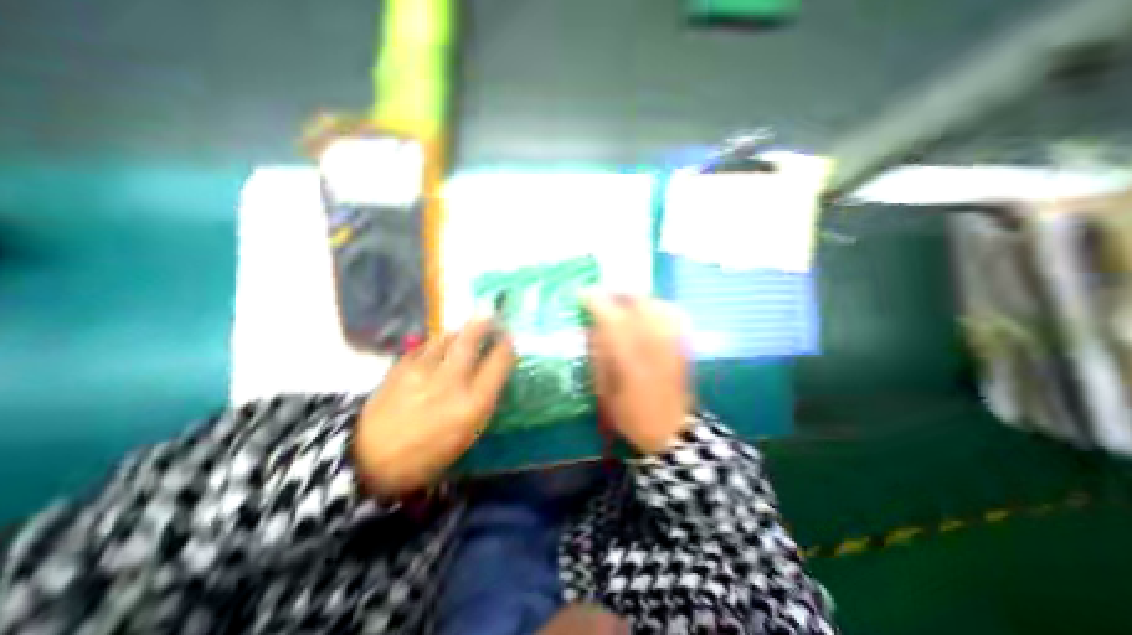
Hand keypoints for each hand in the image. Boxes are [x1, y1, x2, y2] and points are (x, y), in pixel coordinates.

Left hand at [353, 318, 514, 495]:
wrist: (370, 459)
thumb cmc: (428, 453)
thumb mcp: (467, 433)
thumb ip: (483, 399)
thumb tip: (492, 370)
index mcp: (472, 404)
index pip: (498, 363)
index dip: (506, 346)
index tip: (509, 338)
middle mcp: (450, 381)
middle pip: (471, 340)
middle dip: (484, 324)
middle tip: (491, 316)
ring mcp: (423, 370)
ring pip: (447, 337)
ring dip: (461, 331)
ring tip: (466, 330)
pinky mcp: (400, 366)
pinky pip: (426, 344)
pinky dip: (437, 341)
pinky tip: (440, 345)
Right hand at [587, 294, 694, 452]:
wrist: (672, 431)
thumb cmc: (631, 415)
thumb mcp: (604, 390)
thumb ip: (598, 355)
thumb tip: (591, 328)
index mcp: (628, 355)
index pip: (610, 316)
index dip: (594, 300)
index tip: (582, 294)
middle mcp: (652, 342)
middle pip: (637, 301)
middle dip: (617, 292)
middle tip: (603, 296)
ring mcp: (671, 340)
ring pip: (655, 303)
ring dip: (637, 297)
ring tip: (623, 302)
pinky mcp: (683, 344)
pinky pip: (673, 313)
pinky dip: (658, 306)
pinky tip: (649, 311)